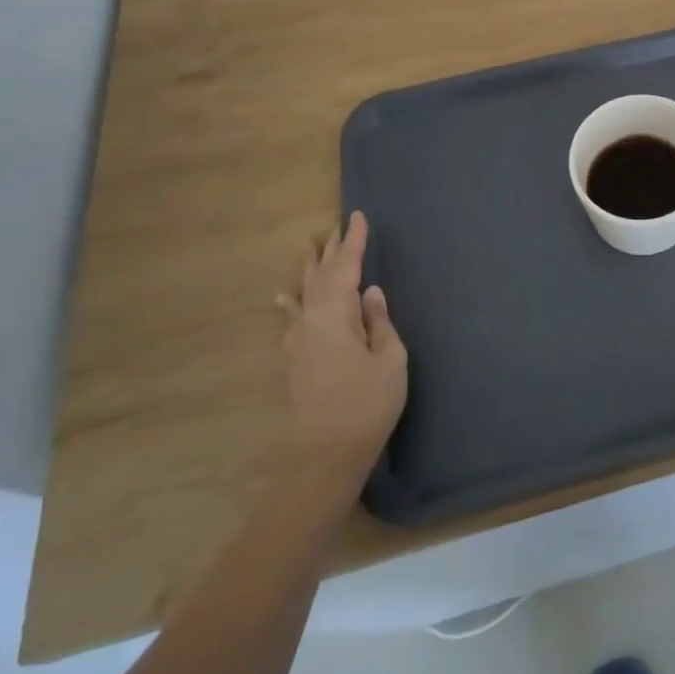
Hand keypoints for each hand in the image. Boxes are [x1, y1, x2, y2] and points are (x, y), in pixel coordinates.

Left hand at [276, 212, 406, 487]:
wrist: (326, 456)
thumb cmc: (367, 404)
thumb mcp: (390, 359)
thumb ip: (379, 321)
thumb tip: (369, 292)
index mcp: (336, 315)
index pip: (346, 267)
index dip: (354, 241)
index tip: (358, 216)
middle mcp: (312, 320)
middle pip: (321, 275)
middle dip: (331, 250)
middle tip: (337, 226)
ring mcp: (299, 341)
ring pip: (303, 293)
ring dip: (310, 269)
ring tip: (311, 247)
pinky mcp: (296, 360)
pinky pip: (293, 316)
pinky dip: (292, 302)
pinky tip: (284, 298)